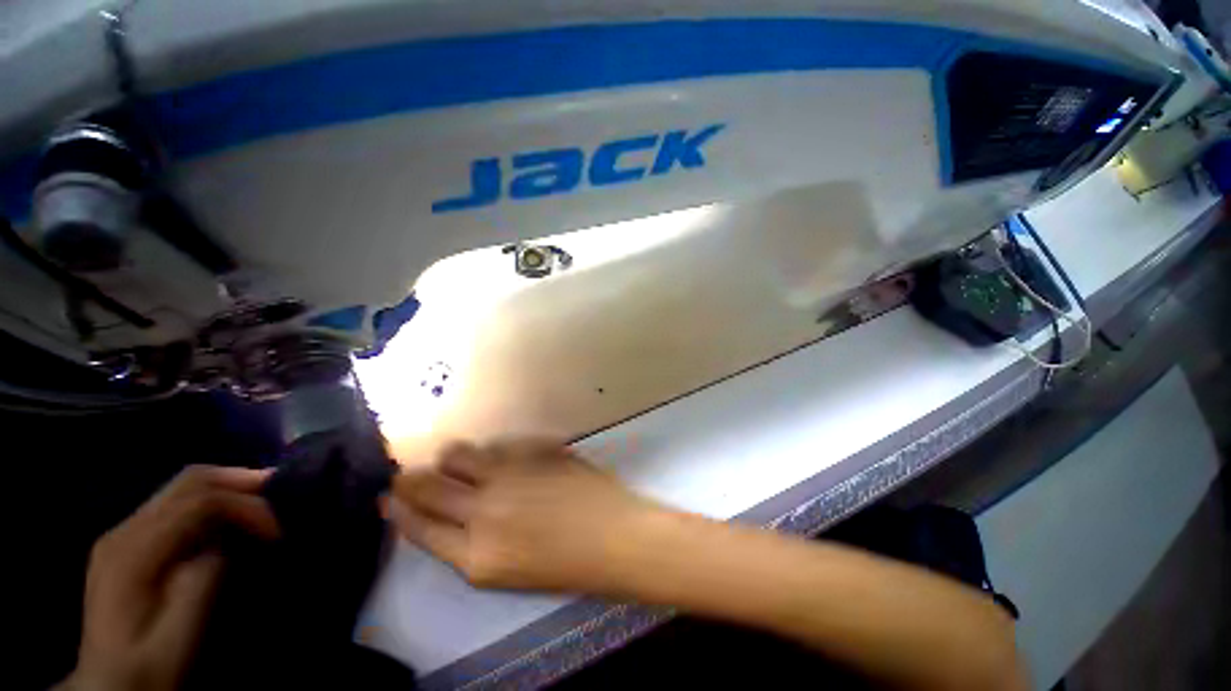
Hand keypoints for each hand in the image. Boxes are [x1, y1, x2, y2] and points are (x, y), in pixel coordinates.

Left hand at [60, 466, 279, 690]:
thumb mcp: (176, 640)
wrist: (107, 687)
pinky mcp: (128, 543)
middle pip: (189, 481)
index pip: (199, 502)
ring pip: (183, 487)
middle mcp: (123, 531)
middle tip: (279, 495)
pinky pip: (175, 505)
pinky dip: (210, 502)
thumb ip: (199, 586)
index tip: (277, 532)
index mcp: (131, 553)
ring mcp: (121, 534)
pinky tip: (227, 521)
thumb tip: (225, 546)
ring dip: (228, 489)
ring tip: (261, 506)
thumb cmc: (146, 669)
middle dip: (241, 482)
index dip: (245, 507)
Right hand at [387, 439, 662, 592]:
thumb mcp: (508, 571)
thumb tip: (455, 515)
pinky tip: (496, 454)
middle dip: (411, 479)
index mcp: (476, 556)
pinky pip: (499, 444)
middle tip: (406, 473)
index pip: (420, 530)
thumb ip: (473, 544)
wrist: (613, 535)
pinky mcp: (533, 451)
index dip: (399, 513)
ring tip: (450, 459)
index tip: (387, 499)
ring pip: (460, 455)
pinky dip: (491, 450)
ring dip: (450, 457)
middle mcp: (484, 511)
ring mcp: (510, 475)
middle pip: (429, 487)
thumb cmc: (565, 564)